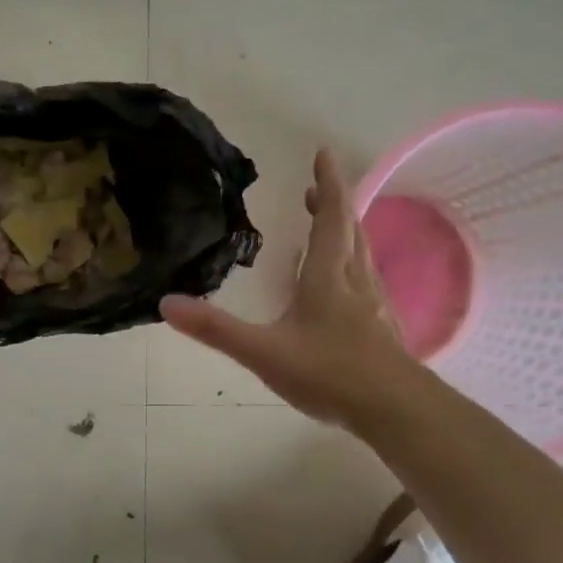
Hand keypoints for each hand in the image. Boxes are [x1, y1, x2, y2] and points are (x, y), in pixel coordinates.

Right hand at [161, 150, 411, 429]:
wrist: (395, 410)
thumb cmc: (329, 373)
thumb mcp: (263, 352)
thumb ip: (216, 329)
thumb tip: (166, 303)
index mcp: (328, 277)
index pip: (331, 218)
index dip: (327, 183)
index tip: (323, 152)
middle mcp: (355, 281)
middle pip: (349, 231)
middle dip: (333, 205)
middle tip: (316, 189)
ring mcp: (374, 305)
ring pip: (361, 256)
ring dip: (345, 233)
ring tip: (329, 227)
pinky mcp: (382, 329)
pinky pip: (366, 281)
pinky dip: (352, 266)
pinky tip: (344, 288)